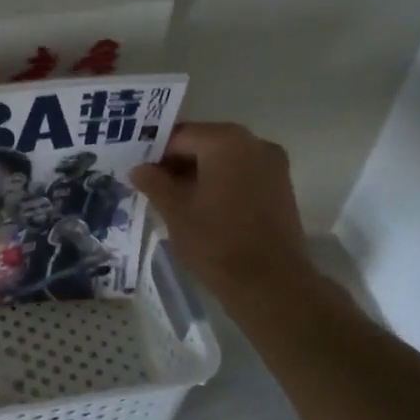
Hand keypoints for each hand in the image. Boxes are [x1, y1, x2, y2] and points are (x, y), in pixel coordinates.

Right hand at [129, 122, 317, 300]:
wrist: (270, 283)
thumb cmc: (216, 242)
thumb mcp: (174, 211)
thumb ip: (154, 183)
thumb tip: (139, 168)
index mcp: (225, 141)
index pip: (180, 136)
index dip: (155, 153)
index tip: (138, 174)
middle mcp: (254, 143)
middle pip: (204, 144)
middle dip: (177, 163)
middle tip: (152, 187)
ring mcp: (273, 165)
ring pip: (224, 160)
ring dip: (198, 174)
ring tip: (175, 201)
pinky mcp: (281, 187)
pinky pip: (241, 175)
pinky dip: (220, 184)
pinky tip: (202, 208)